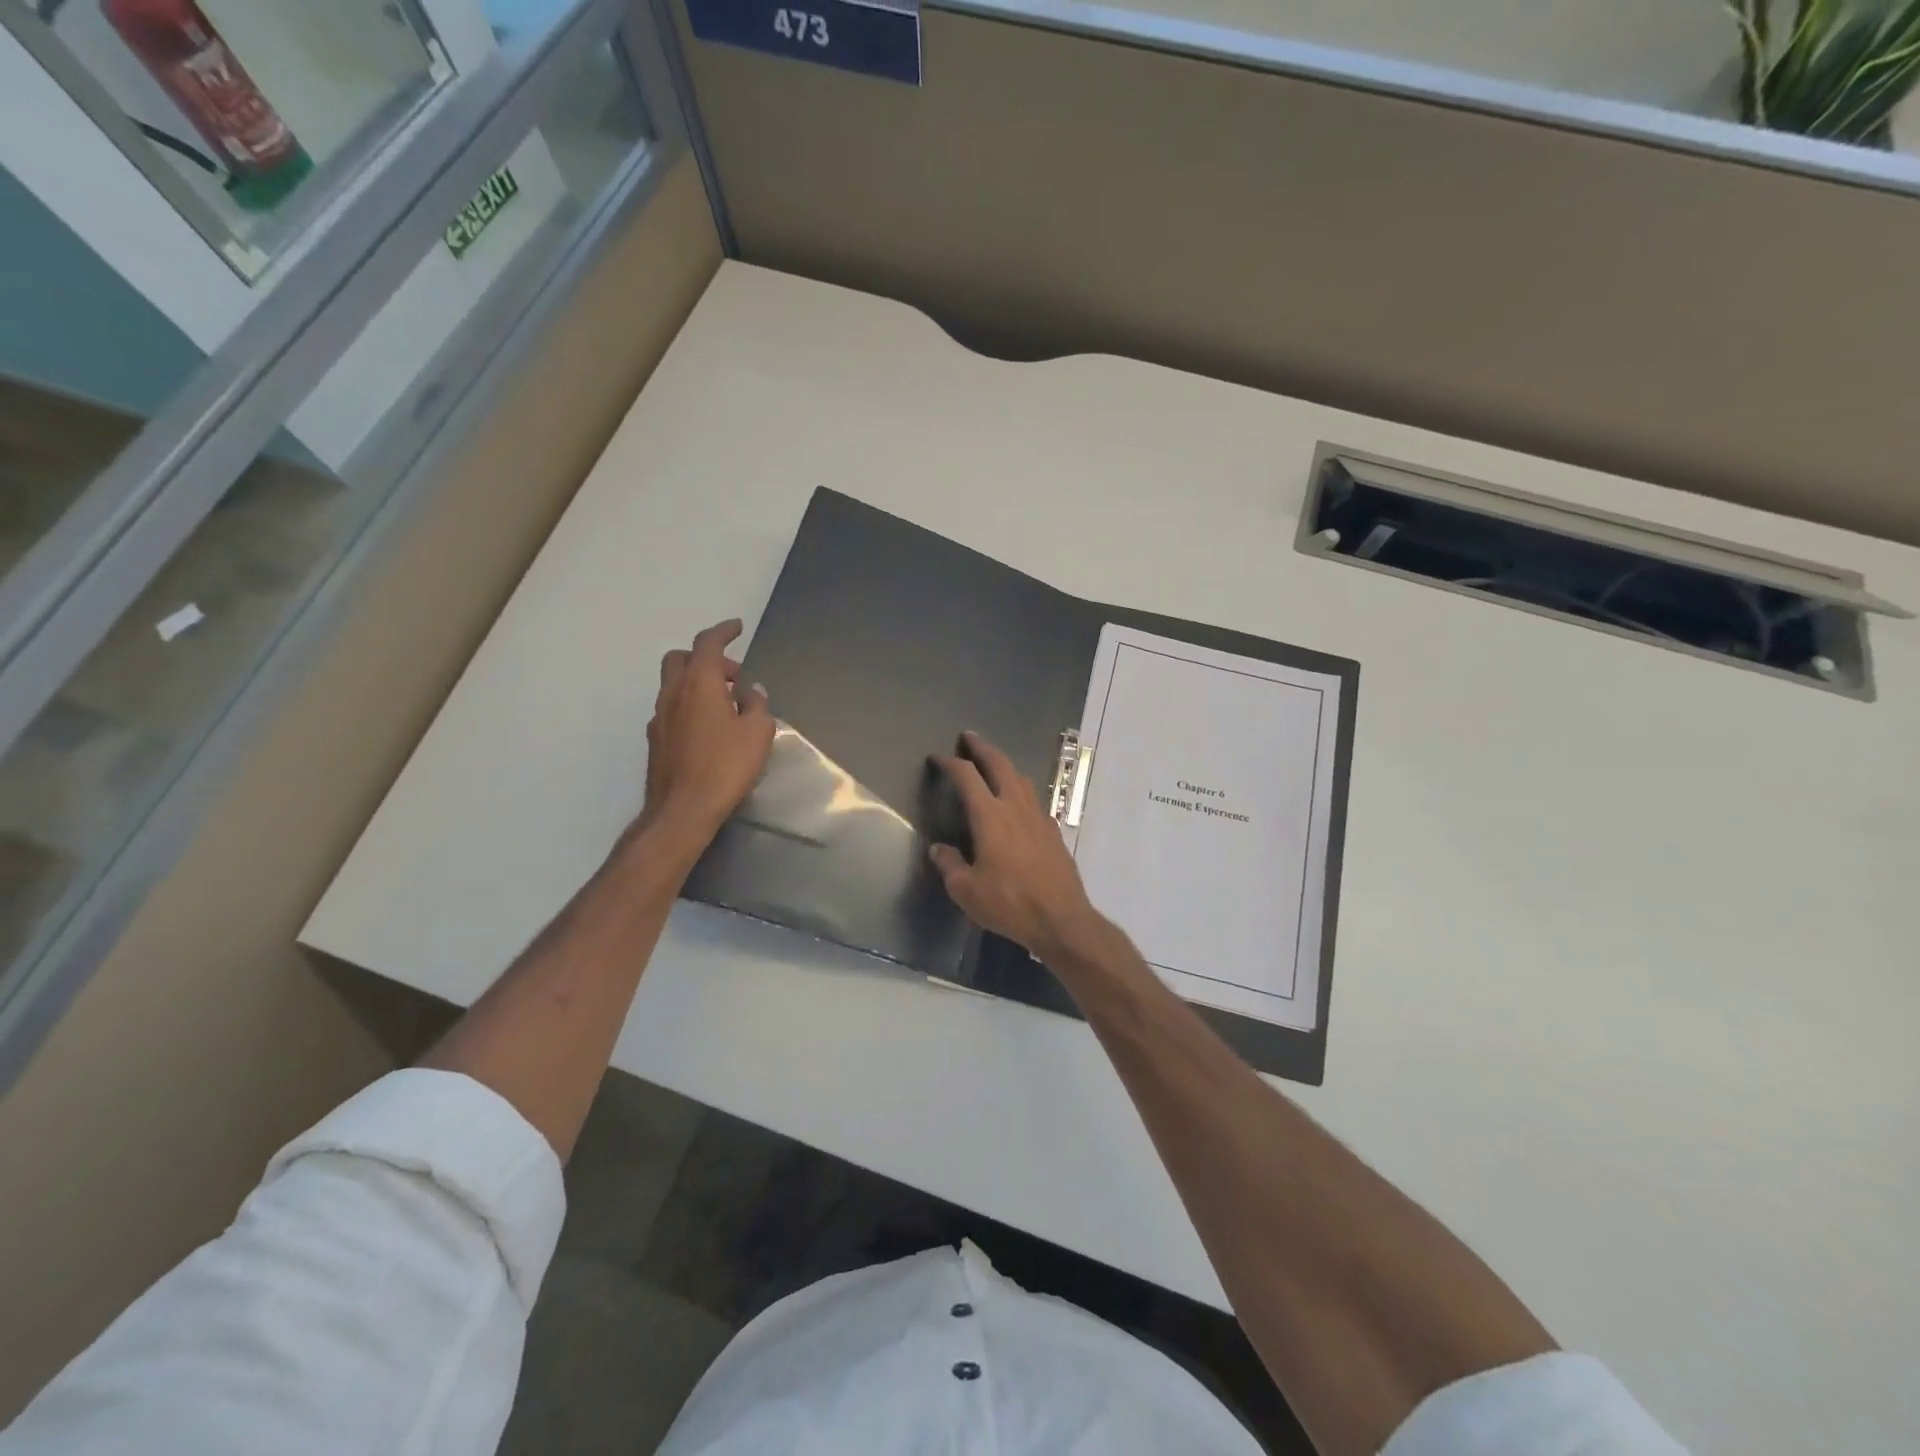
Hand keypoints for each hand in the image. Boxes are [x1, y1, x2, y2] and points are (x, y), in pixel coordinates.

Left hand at [642, 619, 774, 839]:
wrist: (683, 809)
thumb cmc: (726, 766)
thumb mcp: (757, 733)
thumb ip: (757, 705)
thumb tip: (751, 691)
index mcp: (699, 683)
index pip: (707, 643)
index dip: (723, 631)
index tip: (737, 627)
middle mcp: (673, 693)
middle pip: (681, 658)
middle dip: (705, 657)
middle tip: (731, 675)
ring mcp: (659, 717)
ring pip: (673, 684)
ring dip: (696, 683)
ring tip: (724, 704)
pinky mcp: (655, 739)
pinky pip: (671, 708)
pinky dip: (688, 705)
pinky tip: (707, 728)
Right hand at [928, 731, 1102, 960]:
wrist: (1061, 919)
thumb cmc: (1009, 903)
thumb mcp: (966, 890)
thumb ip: (950, 865)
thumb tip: (939, 849)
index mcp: (990, 817)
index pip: (967, 777)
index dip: (950, 763)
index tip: (938, 758)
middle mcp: (1016, 808)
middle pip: (1000, 765)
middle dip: (982, 748)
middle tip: (969, 737)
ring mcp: (1039, 817)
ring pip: (1022, 778)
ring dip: (1005, 765)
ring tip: (994, 764)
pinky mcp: (1054, 832)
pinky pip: (1035, 800)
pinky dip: (1021, 790)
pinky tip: (1018, 803)